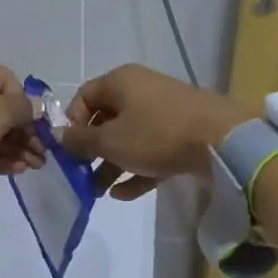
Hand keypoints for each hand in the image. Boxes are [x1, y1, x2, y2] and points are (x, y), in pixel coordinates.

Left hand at [0, 55, 42, 194]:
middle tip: (43, 155)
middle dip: (25, 132)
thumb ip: (21, 109)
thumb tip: (37, 106)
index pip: (9, 83)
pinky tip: (17, 170)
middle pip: (1, 110)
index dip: (28, 105)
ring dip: (15, 148)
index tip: (42, 129)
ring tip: (36, 166)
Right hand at [60, 65, 252, 200]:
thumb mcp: (110, 141)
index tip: (68, 151)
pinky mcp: (182, 134)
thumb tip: (56, 135)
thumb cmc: (156, 134)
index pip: (84, 97)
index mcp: (121, 81)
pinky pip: (151, 151)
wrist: (221, 141)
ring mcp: (164, 112)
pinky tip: (123, 195)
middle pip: (107, 120)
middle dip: (91, 152)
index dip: (72, 124)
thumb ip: (80, 141)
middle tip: (81, 177)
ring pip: (129, 139)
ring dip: (111, 165)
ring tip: (98, 193)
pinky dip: (136, 170)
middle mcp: (141, 91)